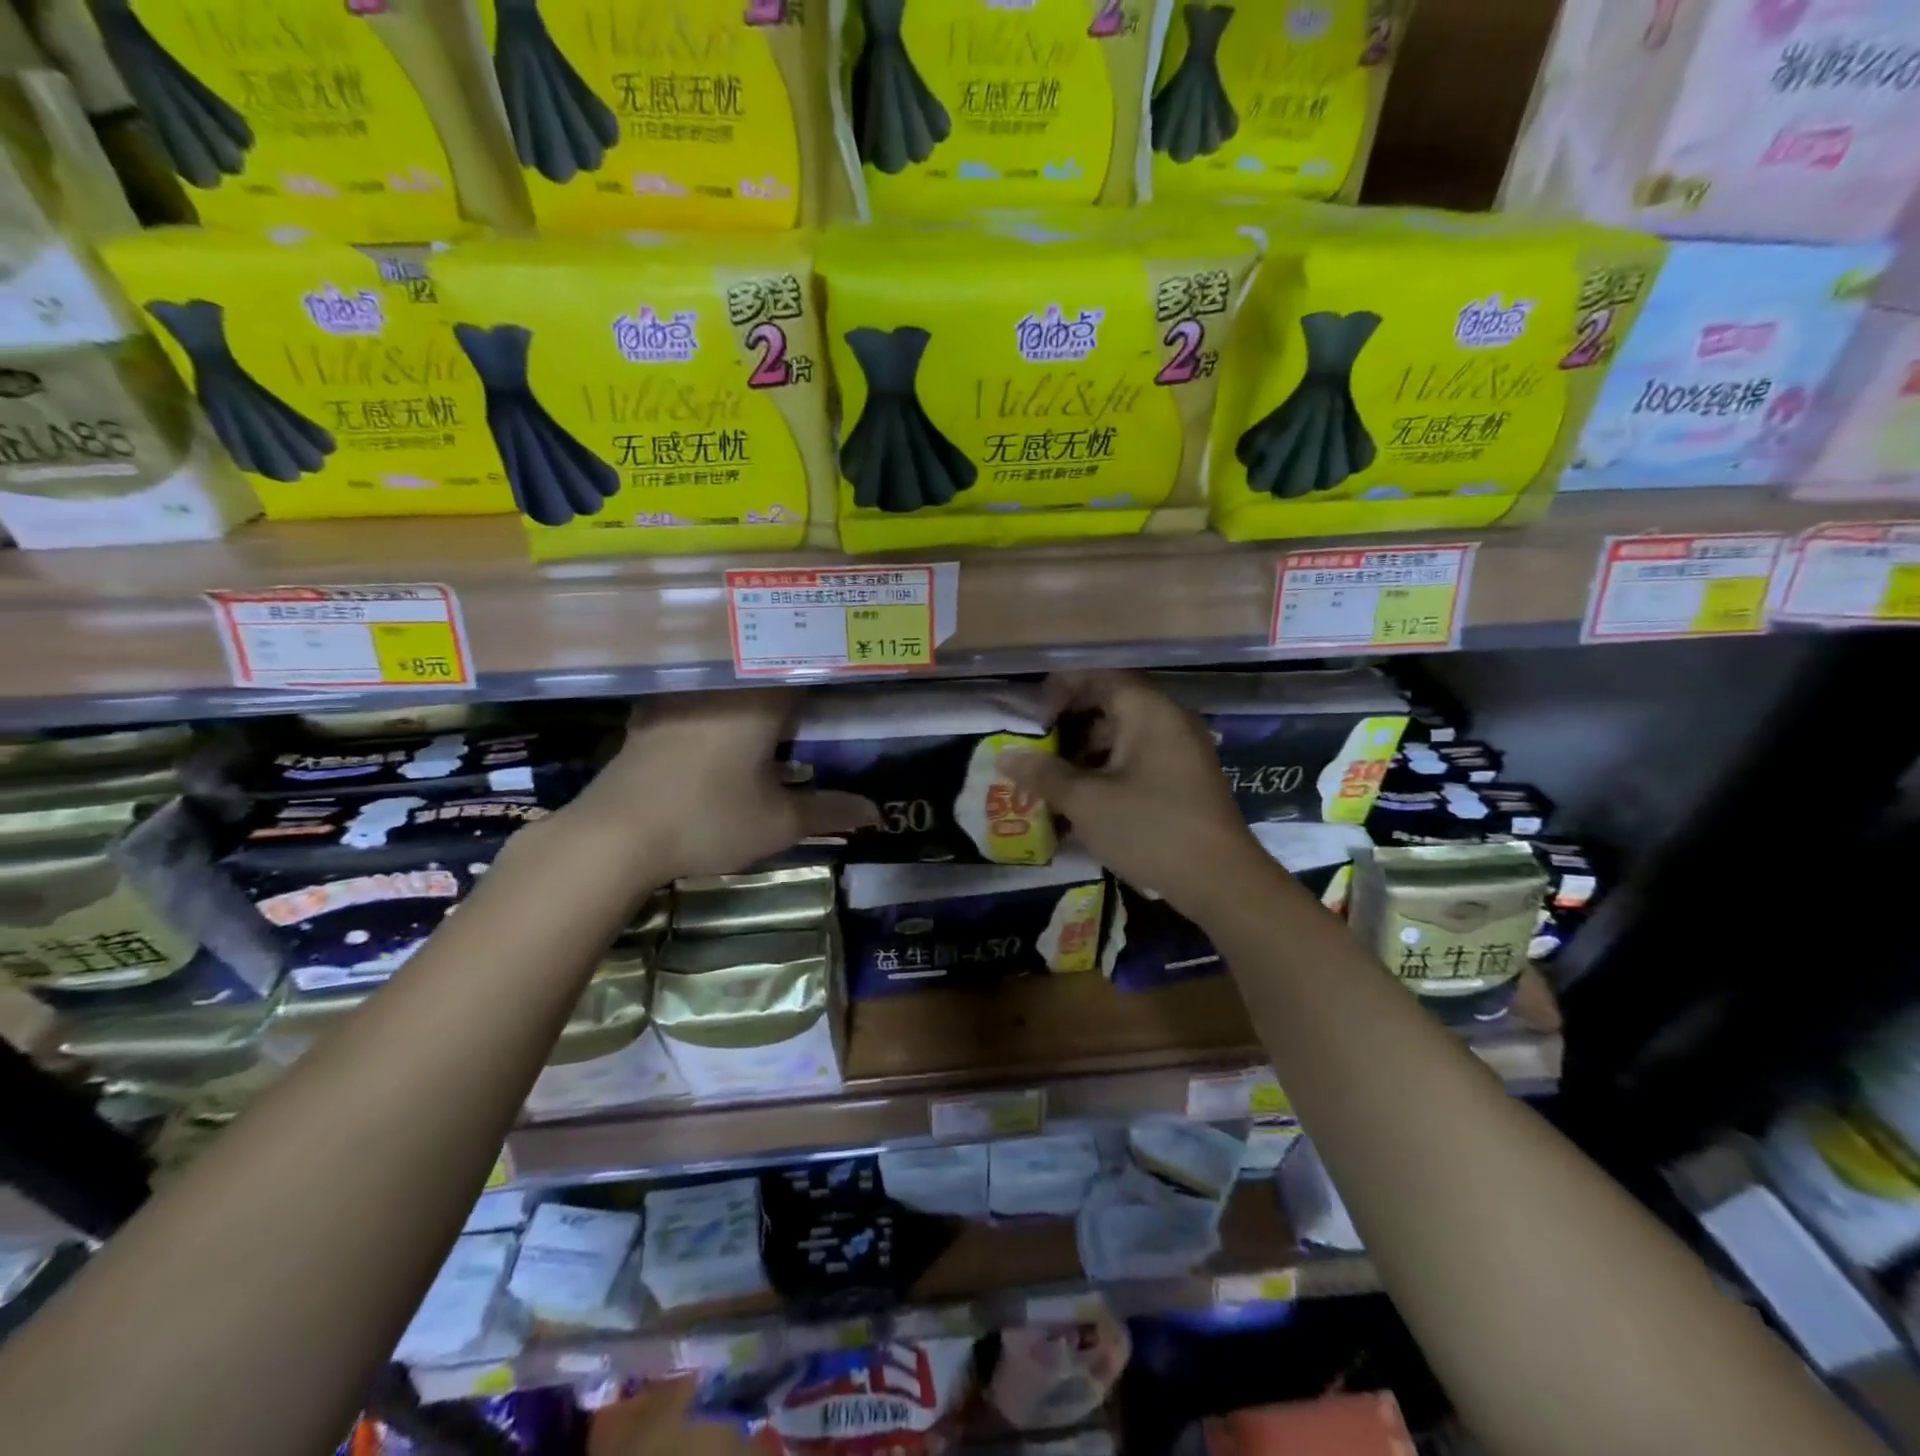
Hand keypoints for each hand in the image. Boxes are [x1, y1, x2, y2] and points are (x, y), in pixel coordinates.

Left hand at [565, 689, 877, 881]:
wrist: (615, 835)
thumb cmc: (708, 820)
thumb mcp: (778, 823)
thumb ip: (829, 811)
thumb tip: (875, 813)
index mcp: (760, 700)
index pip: (805, 667)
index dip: (829, 670)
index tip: (849, 678)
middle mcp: (721, 686)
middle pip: (767, 669)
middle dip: (794, 679)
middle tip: (820, 698)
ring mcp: (681, 698)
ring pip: (729, 681)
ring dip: (753, 690)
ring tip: (777, 711)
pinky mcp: (650, 715)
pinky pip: (698, 697)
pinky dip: (718, 706)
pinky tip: (723, 729)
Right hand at [998, 671, 1267, 917]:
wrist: (1220, 881)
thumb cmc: (1150, 828)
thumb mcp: (1086, 801)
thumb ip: (1044, 774)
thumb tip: (1006, 757)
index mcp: (1149, 712)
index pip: (1101, 677)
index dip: (1062, 688)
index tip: (1033, 715)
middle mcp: (1170, 722)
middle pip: (1112, 705)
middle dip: (1070, 724)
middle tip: (1037, 747)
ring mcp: (1182, 752)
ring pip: (1125, 736)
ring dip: (1087, 752)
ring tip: (1053, 778)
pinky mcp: (1185, 781)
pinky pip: (1139, 760)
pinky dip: (1109, 771)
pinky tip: (1084, 801)